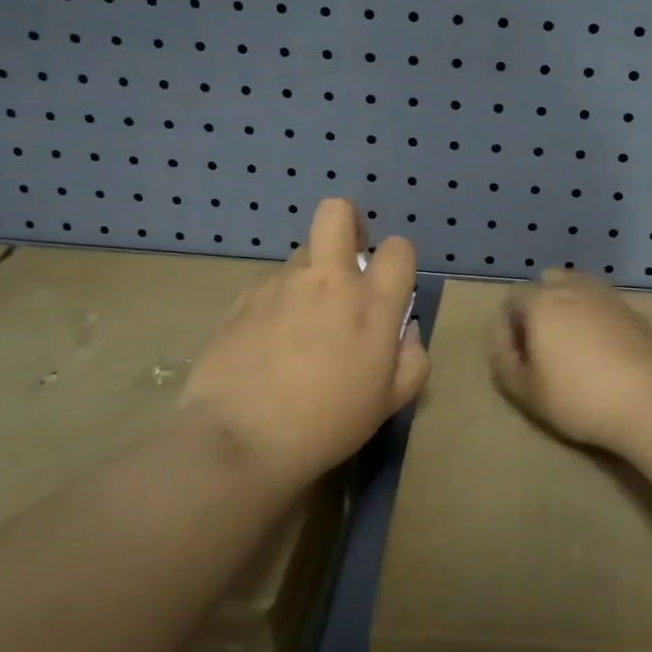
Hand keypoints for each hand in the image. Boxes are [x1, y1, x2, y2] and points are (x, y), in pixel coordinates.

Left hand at [179, 198, 428, 490]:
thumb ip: (412, 361)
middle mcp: (326, 281)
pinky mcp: (242, 299)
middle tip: (347, 258)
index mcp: (370, 304)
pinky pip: (269, 287)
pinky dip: (276, 304)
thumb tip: (407, 332)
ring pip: (301, 255)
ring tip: (300, 325)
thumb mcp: (388, 403)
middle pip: (337, 212)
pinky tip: (268, 345)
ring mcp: (280, 285)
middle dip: (348, 223)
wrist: (240, 439)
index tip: (387, 285)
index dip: (397, 260)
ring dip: (310, 276)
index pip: (397, 248)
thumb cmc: (326, 424)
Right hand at [488, 268, 651, 453]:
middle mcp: (573, 288)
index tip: (516, 358)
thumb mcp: (526, 392)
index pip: (512, 298)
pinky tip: (600, 351)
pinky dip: (593, 318)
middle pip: (546, 285)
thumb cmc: (579, 396)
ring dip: (567, 310)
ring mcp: (607, 296)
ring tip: (571, 346)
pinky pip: (602, 305)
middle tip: (542, 347)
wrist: (651, 401)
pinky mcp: (633, 311)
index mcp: (542, 301)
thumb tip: (503, 347)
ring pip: (577, 290)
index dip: (507, 327)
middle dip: (538, 309)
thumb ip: (504, 365)